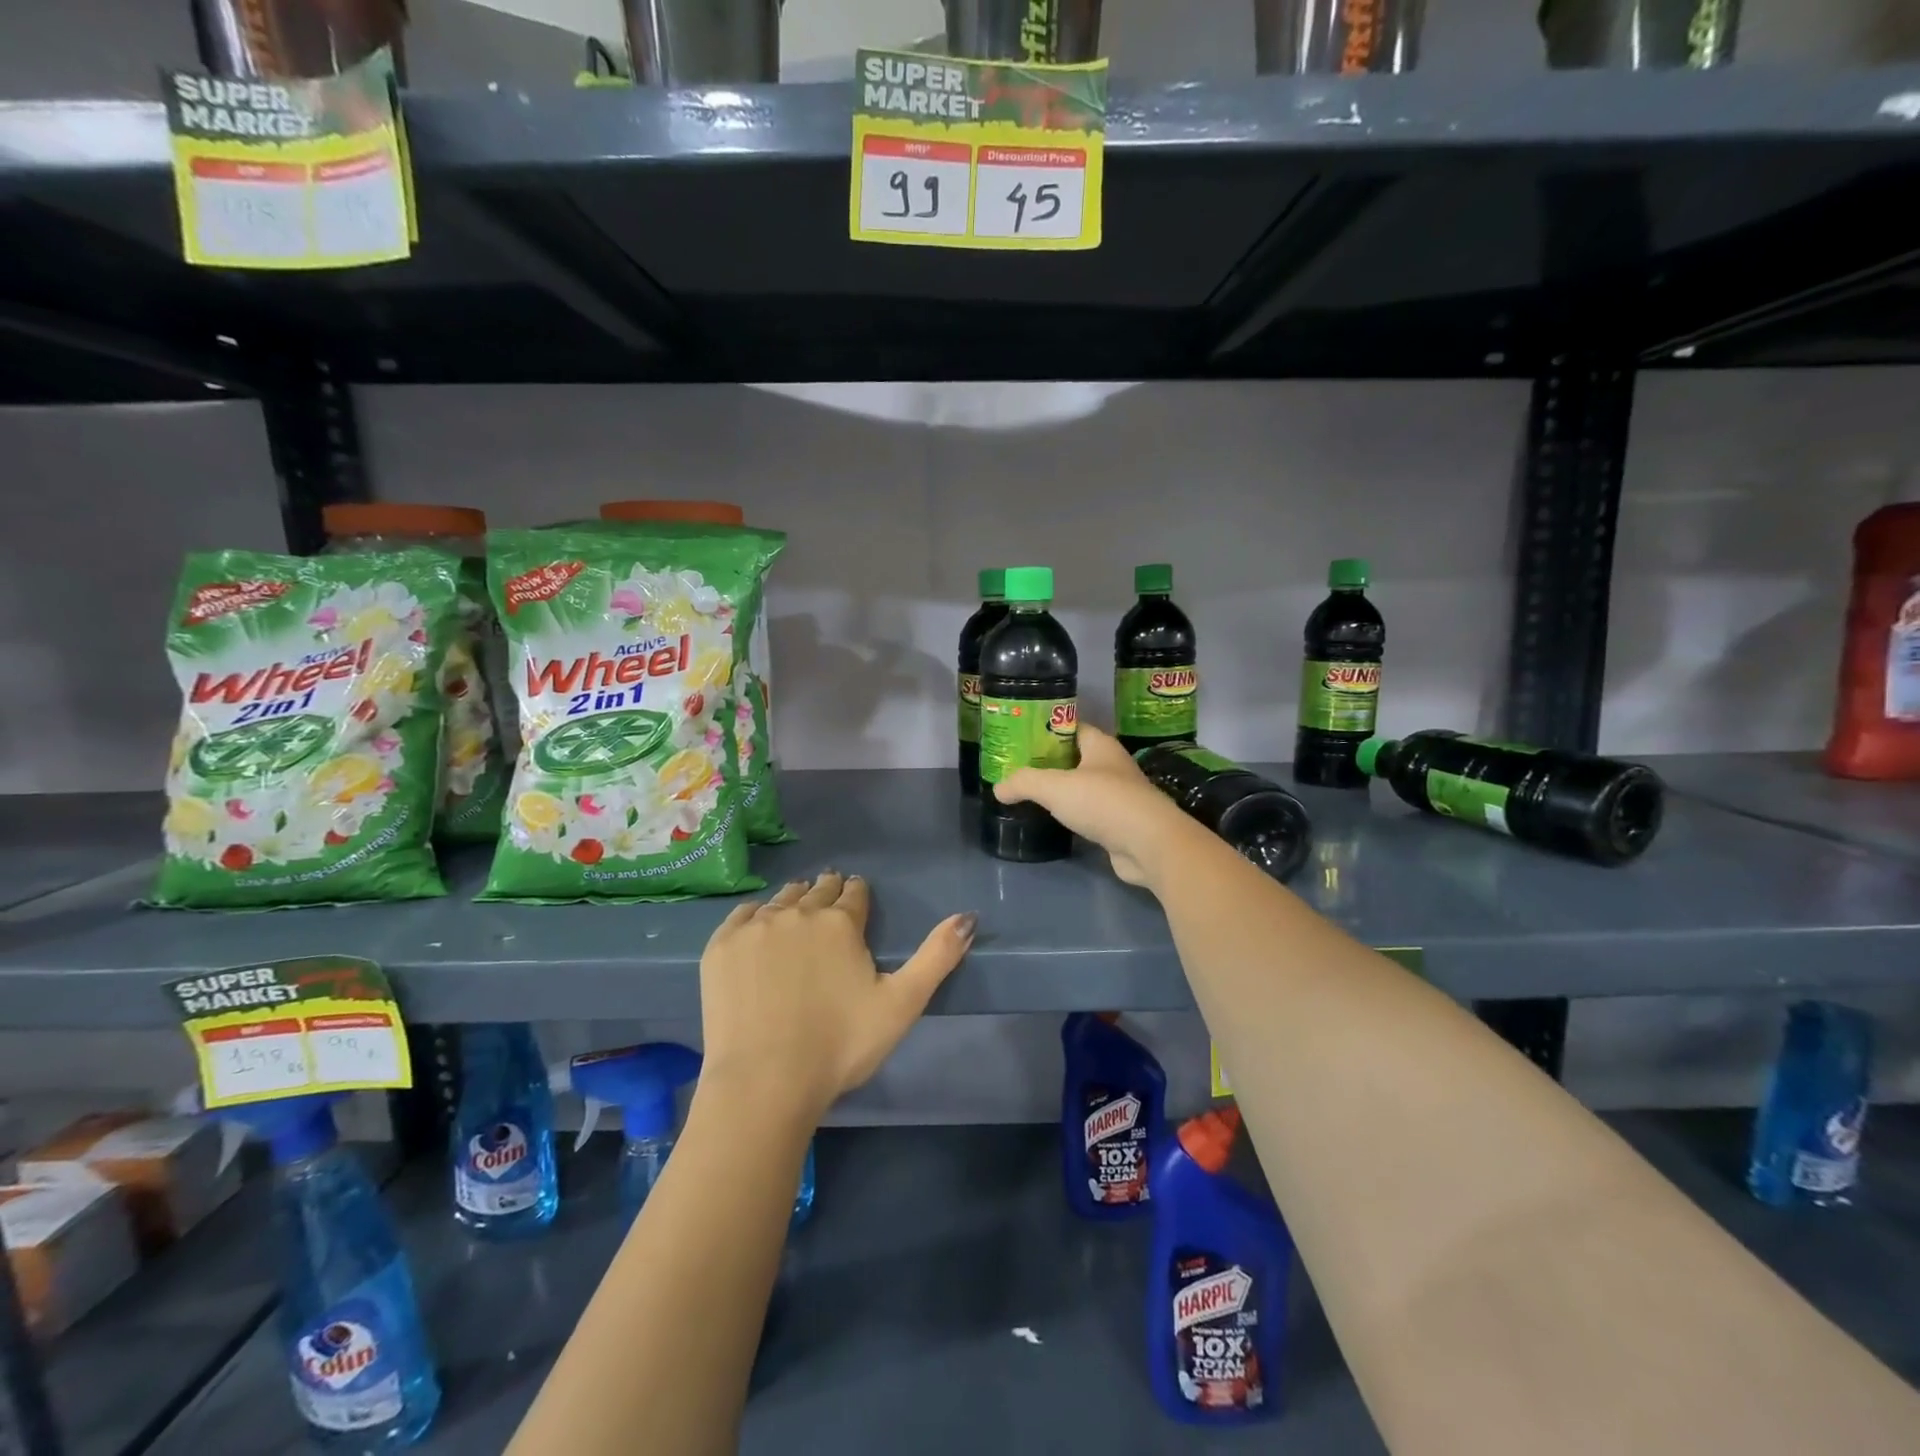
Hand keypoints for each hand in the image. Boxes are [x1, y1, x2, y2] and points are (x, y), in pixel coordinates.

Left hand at [698, 872, 974, 1119]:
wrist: (764, 1083)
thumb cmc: (840, 1046)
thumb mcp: (902, 1003)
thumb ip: (937, 956)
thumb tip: (968, 916)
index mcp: (841, 922)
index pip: (854, 892)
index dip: (857, 895)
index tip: (856, 898)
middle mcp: (799, 912)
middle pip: (817, 890)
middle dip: (827, 893)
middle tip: (828, 904)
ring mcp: (755, 927)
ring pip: (781, 898)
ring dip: (793, 902)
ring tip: (797, 913)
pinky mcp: (721, 946)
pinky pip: (742, 915)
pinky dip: (755, 917)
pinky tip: (757, 930)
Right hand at [992, 723, 1197, 886]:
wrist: (1148, 844)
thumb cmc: (1103, 802)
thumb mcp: (1054, 787)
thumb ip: (1024, 783)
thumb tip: (998, 788)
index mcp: (1101, 746)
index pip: (1073, 727)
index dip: (1048, 730)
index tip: (1022, 738)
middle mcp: (1113, 766)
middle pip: (1077, 757)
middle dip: (1051, 762)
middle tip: (1020, 768)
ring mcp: (1120, 796)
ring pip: (1085, 787)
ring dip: (1063, 791)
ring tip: (1032, 794)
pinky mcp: (1121, 824)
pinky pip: (1091, 813)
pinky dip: (1074, 815)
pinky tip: (1056, 821)